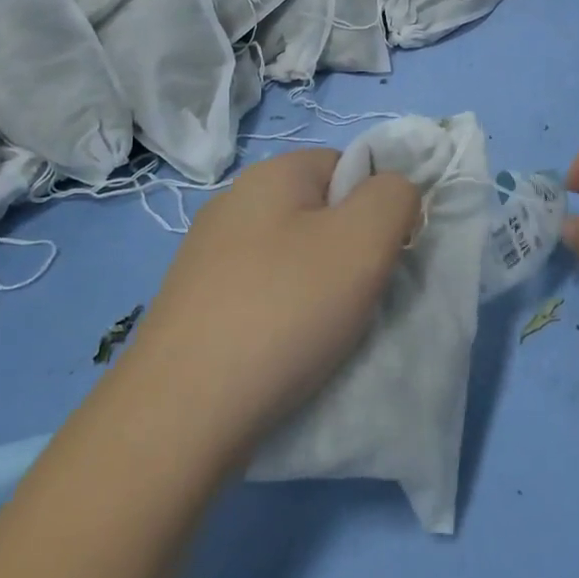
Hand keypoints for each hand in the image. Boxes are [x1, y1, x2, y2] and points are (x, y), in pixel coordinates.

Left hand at [125, 149, 419, 458]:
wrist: (182, 411)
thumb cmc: (285, 309)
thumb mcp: (365, 239)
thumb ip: (395, 196)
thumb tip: (392, 194)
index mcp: (271, 174)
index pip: (348, 166)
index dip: (378, 206)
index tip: (382, 257)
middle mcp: (232, 204)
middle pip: (320, 213)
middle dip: (349, 252)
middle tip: (357, 297)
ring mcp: (206, 256)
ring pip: (292, 258)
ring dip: (318, 289)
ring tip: (322, 332)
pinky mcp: (194, 305)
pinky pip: (261, 294)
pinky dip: (283, 317)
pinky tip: (283, 351)